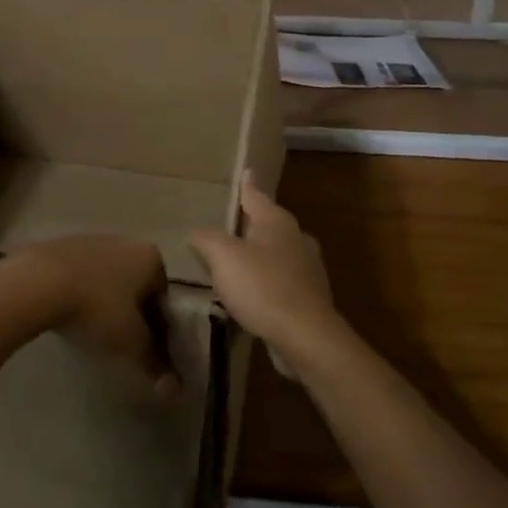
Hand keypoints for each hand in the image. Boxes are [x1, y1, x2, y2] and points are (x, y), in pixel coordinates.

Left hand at [0, 236, 178, 396]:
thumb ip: (154, 364)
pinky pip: (80, 274)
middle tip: (120, 343)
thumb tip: (175, 389)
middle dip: (131, 312)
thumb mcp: (130, 342)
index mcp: (150, 257)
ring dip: (104, 302)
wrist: (38, 282)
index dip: (158, 327)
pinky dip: (80, 293)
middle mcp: (125, 241)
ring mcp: (91, 240)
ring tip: (91, 331)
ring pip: (107, 278)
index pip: (163, 297)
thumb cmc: (96, 308)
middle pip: (136, 285)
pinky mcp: (61, 246)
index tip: (146, 349)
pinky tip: (68, 314)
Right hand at [191, 173, 343, 374]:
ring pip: (278, 254)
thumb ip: (206, 239)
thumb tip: (197, 234)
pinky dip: (266, 283)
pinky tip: (251, 296)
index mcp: (276, 222)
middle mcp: (296, 239)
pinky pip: (282, 282)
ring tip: (237, 262)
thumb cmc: (262, 287)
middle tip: (232, 223)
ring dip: (259, 256)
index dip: (247, 185)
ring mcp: (307, 270)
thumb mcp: (223, 257)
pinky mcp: (310, 299)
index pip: (256, 196)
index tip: (248, 171)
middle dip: (252, 224)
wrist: (305, 337)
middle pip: (270, 224)